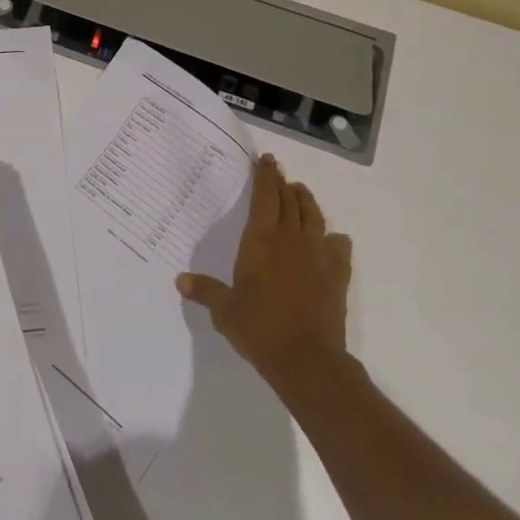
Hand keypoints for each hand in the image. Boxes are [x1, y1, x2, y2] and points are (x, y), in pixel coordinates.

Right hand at [178, 153, 352, 392]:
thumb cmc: (259, 328)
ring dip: (306, 201)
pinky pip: (339, 247)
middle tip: (278, 174)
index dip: (265, 175)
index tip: (266, 160)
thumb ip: (205, 291)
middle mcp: (291, 239)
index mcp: (261, 239)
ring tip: (300, 193)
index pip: (265, 196)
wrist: (307, 359)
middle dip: (283, 183)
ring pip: (314, 216)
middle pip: (290, 200)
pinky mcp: (337, 275)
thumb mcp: (224, 310)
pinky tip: (331, 239)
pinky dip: (333, 238)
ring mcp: (318, 255)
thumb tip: (180, 281)